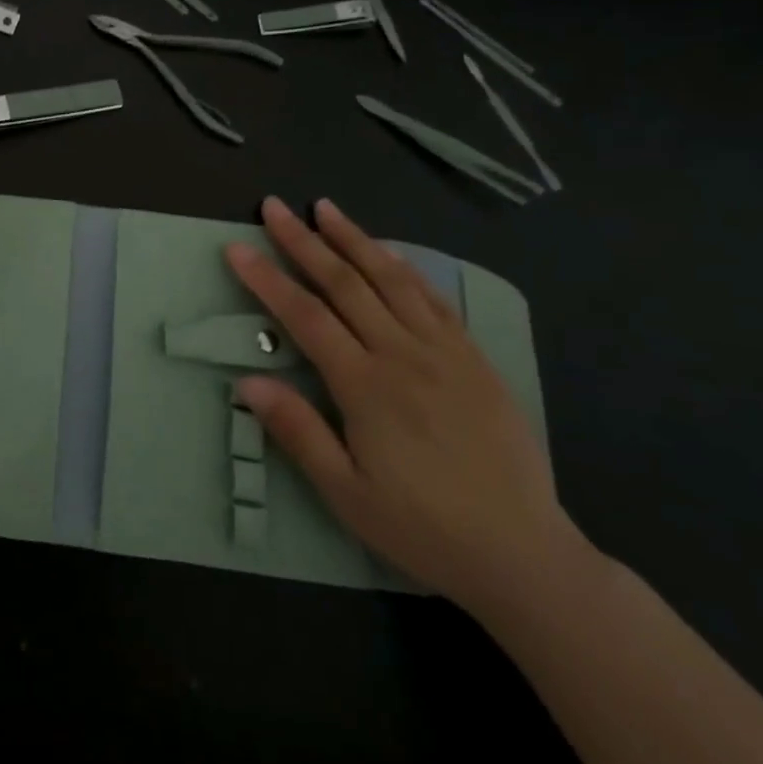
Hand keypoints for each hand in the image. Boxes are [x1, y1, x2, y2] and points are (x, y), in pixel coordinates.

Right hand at [227, 196, 586, 617]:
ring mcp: (445, 353)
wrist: (524, 556)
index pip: (305, 316)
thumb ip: (297, 431)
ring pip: (393, 280)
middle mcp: (404, 356)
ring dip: (355, 240)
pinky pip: (436, 301)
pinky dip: (407, 269)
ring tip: (326, 208)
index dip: (267, 279)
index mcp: (367, 387)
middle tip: (274, 207)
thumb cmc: (422, 528)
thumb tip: (247, 382)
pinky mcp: (476, 361)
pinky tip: (390, 253)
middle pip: (345, 284)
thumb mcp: (346, 493)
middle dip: (305, 241)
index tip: (238, 247)